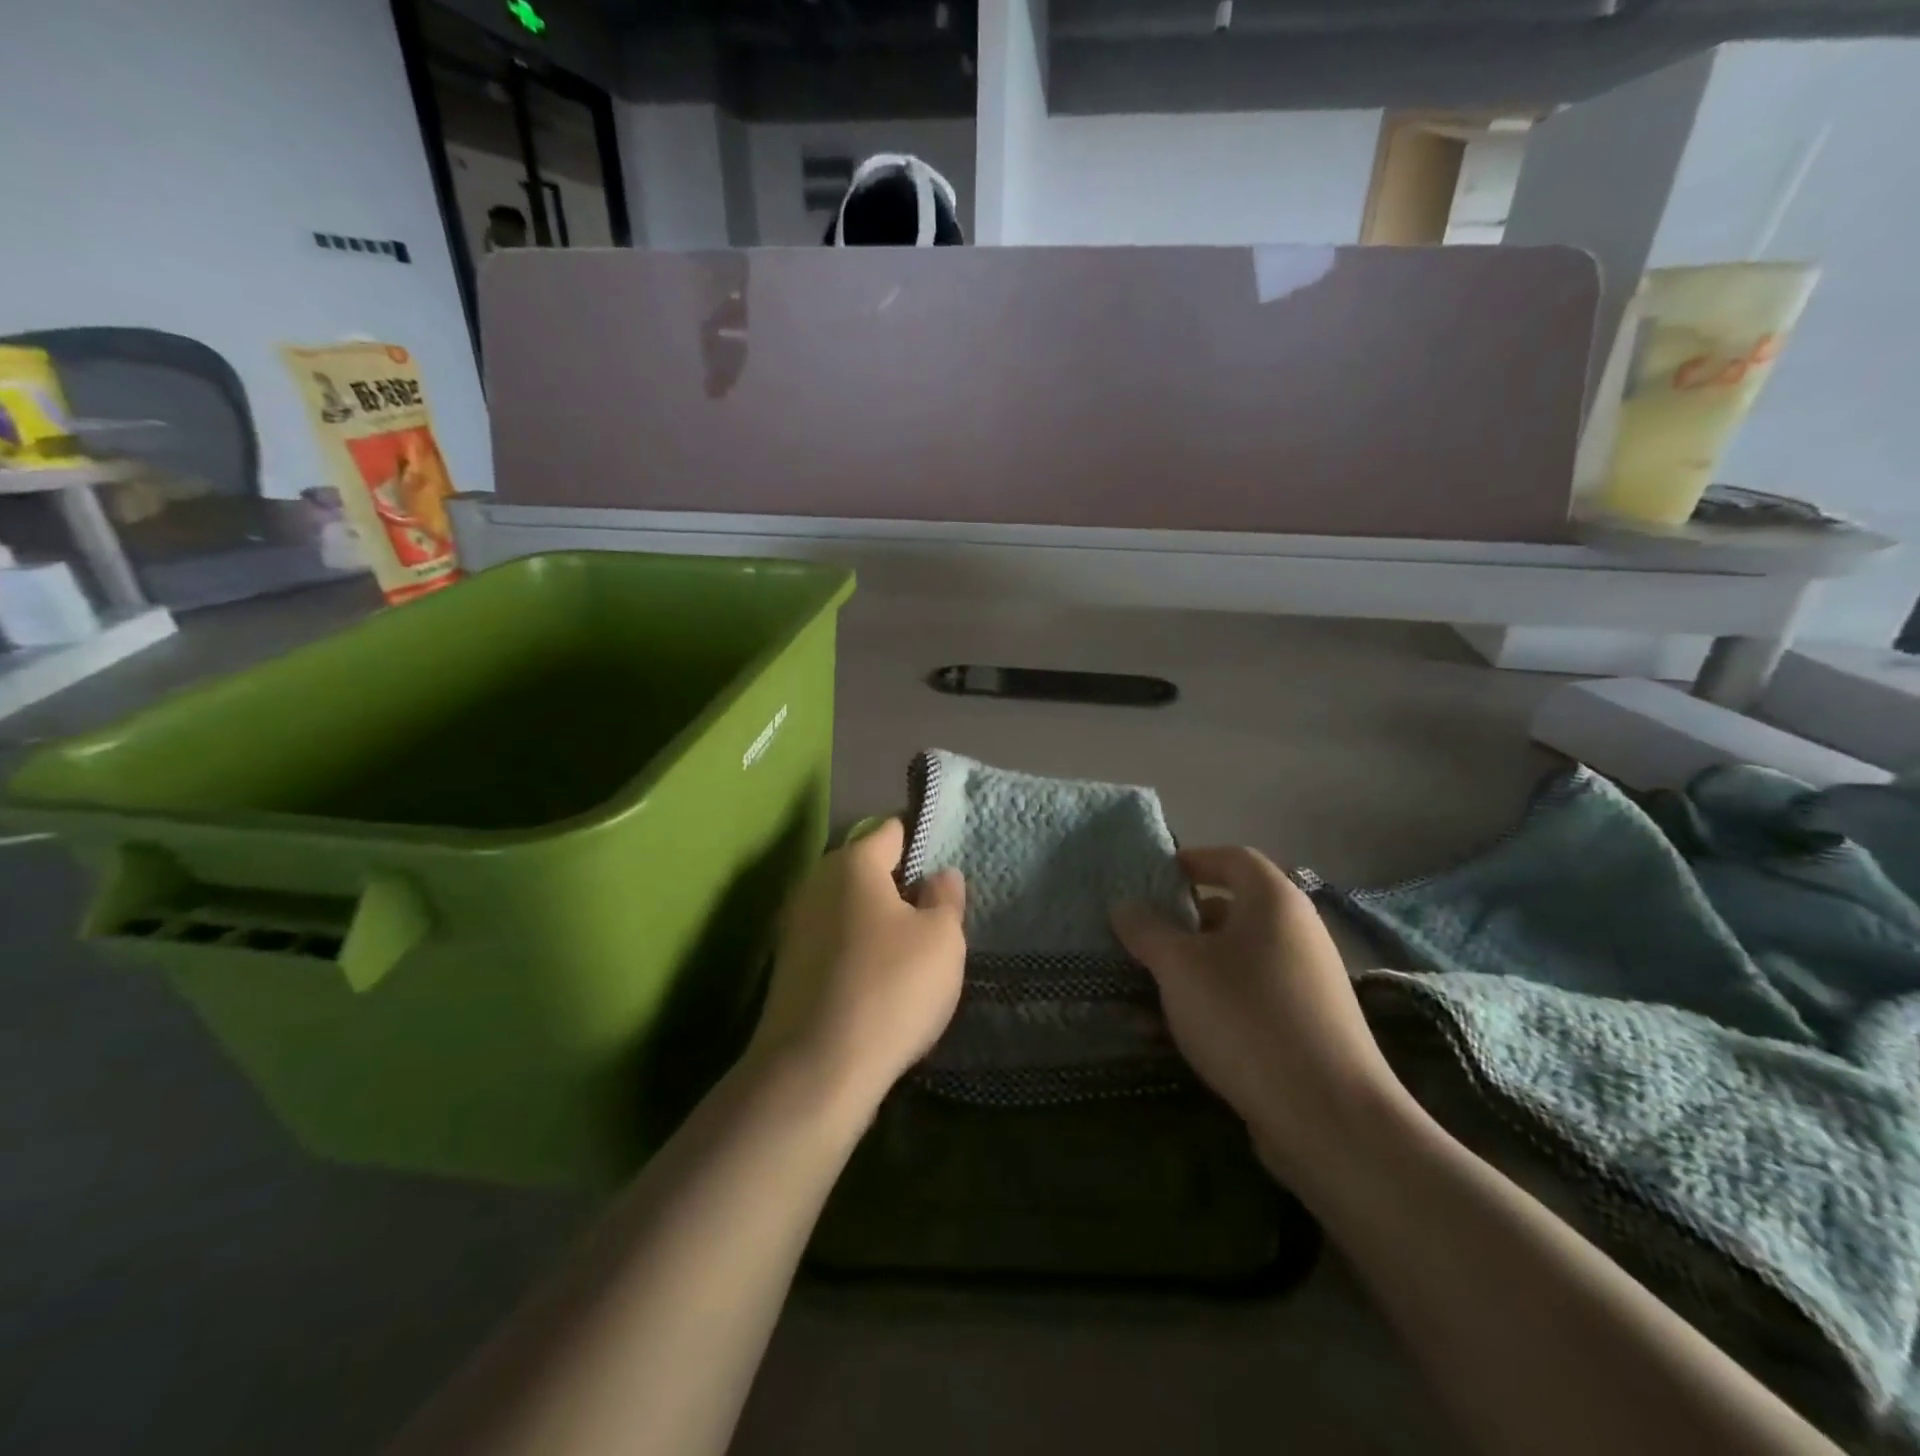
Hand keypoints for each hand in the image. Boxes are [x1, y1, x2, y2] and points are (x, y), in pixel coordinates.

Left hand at [748, 818, 966, 1116]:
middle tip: (936, 917)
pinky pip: (835, 943)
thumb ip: (945, 897)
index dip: (922, 842)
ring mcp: (796, 926)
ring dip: (879, 923)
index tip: (946, 867)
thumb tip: (939, 875)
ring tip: (913, 954)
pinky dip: (858, 952)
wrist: (815, 1071)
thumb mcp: (941, 939)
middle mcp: (816, 883)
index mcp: (852, 863)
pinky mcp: (788, 967)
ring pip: (850, 909)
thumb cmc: (890, 988)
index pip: (892, 831)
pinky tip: (880, 983)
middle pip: (868, 871)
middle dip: (901, 887)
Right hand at [1112, 846, 1406, 1186]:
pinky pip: (1254, 996)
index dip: (1194, 860)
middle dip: (1188, 920)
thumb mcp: (1180, 967)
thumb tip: (1126, 907)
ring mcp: (1310, 981)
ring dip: (1198, 965)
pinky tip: (1186, 1031)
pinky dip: (1219, 1000)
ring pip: (1241, 957)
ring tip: (1156, 987)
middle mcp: (1299, 932)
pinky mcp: (1311, 1026)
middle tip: (1148, 937)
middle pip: (1237, 909)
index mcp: (1274, 902)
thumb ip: (1147, 930)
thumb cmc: (1246, 1017)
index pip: (1233, 858)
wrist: (1328, 1116)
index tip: (1157, 876)